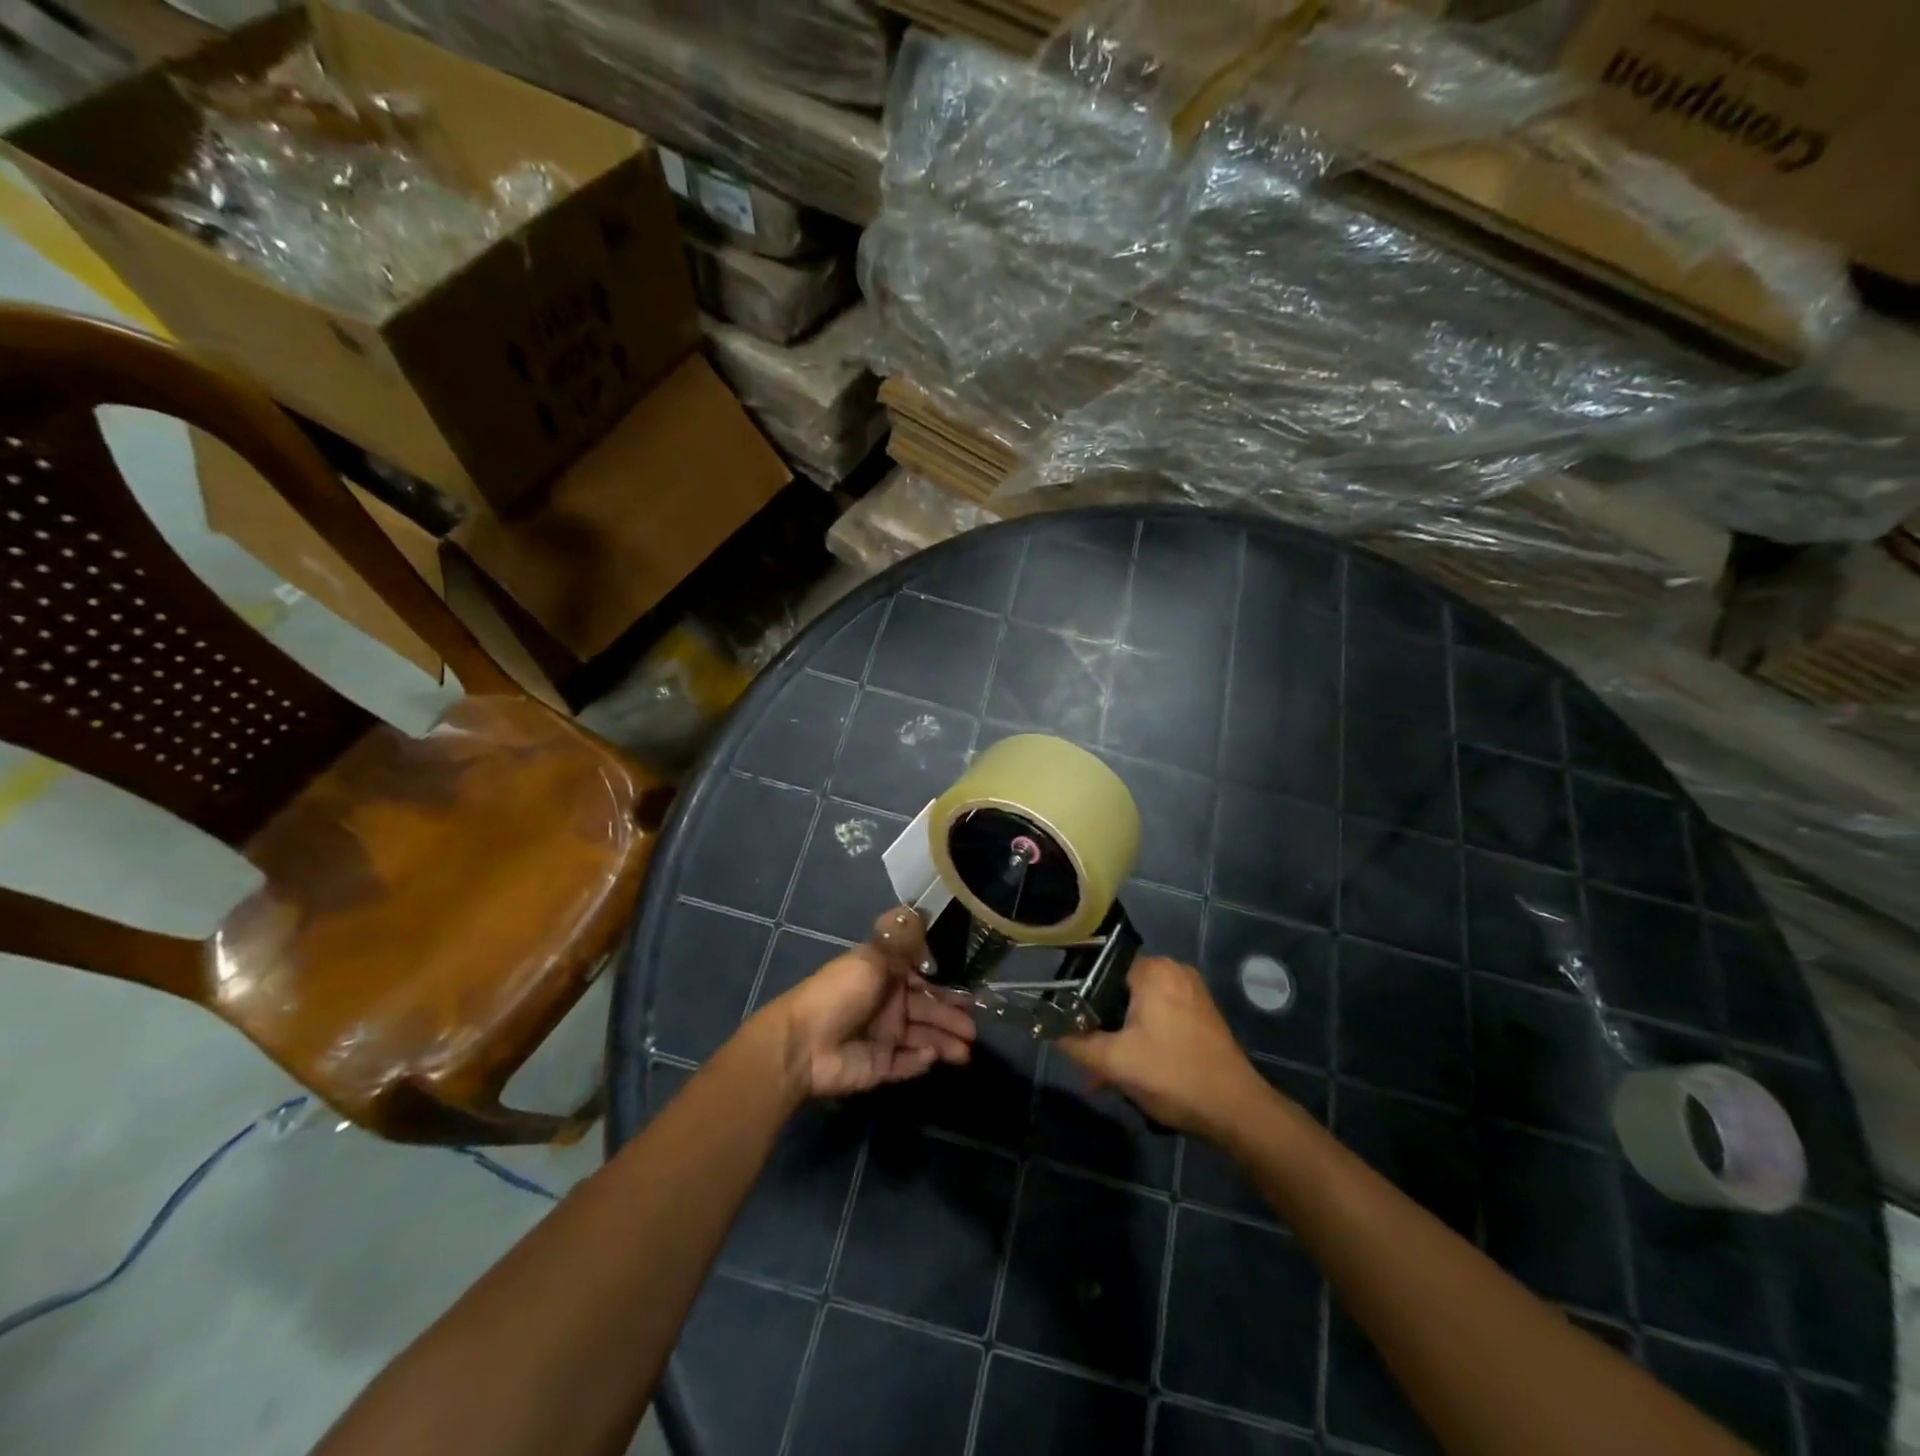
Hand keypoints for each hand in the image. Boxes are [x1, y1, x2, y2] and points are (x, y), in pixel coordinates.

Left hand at [759, 925, 975, 1098]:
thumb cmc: (839, 994)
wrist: (802, 1044)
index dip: (945, 986)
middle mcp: (887, 1004)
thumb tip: (919, 909)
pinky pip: (906, 1063)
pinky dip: (921, 1060)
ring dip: (944, 1042)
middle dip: (951, 1018)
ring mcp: (883, 1037)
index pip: (922, 979)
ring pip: (922, 1038)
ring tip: (966, 1051)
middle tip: (974, 1029)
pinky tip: (933, 1056)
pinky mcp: (878, 1066)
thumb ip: (900, 941)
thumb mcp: (871, 959)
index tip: (970, 992)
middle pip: (926, 1010)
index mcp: (884, 976)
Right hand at [1058, 956, 1270, 1140]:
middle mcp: (1174, 971)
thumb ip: (1076, 1043)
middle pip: (1121, 990)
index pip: (1101, 968)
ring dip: (1121, 1036)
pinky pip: (1160, 1018)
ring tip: (1105, 1071)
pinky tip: (1133, 1070)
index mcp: (1153, 970)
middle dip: (1101, 1023)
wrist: (1237, 1111)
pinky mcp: (1203, 1015)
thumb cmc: (1173, 1076)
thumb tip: (1048, 1031)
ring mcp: (1192, 993)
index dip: (1079, 995)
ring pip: (1140, 1008)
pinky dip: (1143, 1038)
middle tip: (1087, 1053)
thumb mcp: (1115, 1062)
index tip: (1067, 1021)